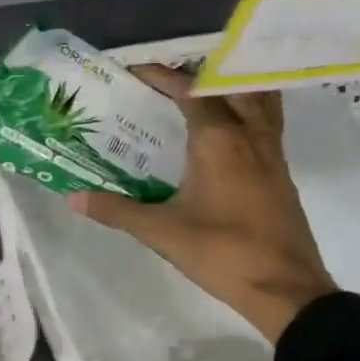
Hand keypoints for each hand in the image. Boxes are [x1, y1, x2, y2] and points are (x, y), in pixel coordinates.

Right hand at [70, 66, 335, 344]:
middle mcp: (249, 136)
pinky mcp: (281, 173)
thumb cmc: (222, 253)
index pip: (190, 92)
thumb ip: (117, 210)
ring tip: (201, 92)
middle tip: (167, 80)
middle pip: (229, 86)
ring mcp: (271, 153)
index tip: (135, 71)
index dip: (162, 77)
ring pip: (257, 100)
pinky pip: (266, 123)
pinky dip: (246, 111)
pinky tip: (225, 132)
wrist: (286, 289)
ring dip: (230, 88)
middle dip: (198, 75)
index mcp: (219, 141)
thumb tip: (73, 198)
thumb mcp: (162, 232)